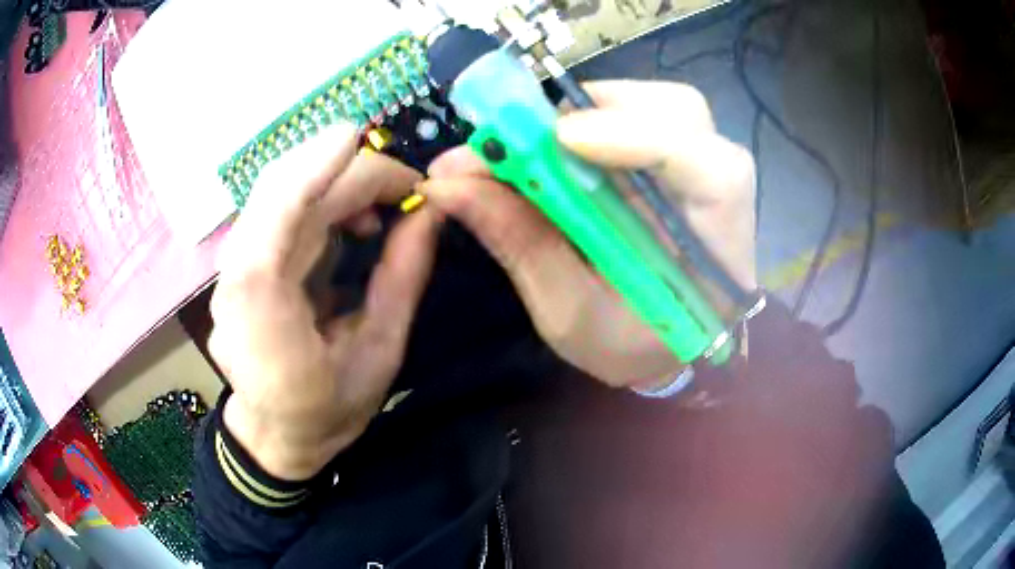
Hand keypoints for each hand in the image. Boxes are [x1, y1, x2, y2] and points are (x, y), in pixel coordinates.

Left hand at [209, 125, 439, 480]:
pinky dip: (322, 197)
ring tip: (386, 209)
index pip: (282, 212)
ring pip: (280, 191)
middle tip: (408, 189)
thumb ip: (402, 279)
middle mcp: (238, 274)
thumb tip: (430, 213)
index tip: (366, 137)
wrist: (275, 434)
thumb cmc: (327, 410)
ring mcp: (234, 267)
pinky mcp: (243, 262)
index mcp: (264, 307)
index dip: (319, 164)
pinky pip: (281, 208)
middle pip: (285, 190)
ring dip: (336, 181)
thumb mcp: (380, 354)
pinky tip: (355, 222)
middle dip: (349, 171)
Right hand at [420, 81, 755, 388]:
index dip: (642, 138)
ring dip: (597, 109)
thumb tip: (448, 181)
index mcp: (717, 253)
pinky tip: (564, 145)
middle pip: (686, 116)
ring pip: (667, 106)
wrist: (663, 350)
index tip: (561, 138)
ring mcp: (702, 170)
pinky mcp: (678, 161)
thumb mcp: (567, 312)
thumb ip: (518, 243)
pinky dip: (597, 118)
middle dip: (607, 109)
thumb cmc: (627, 346)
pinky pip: (647, 116)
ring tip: (543, 141)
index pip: (714, 174)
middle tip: (535, 133)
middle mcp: (721, 196)